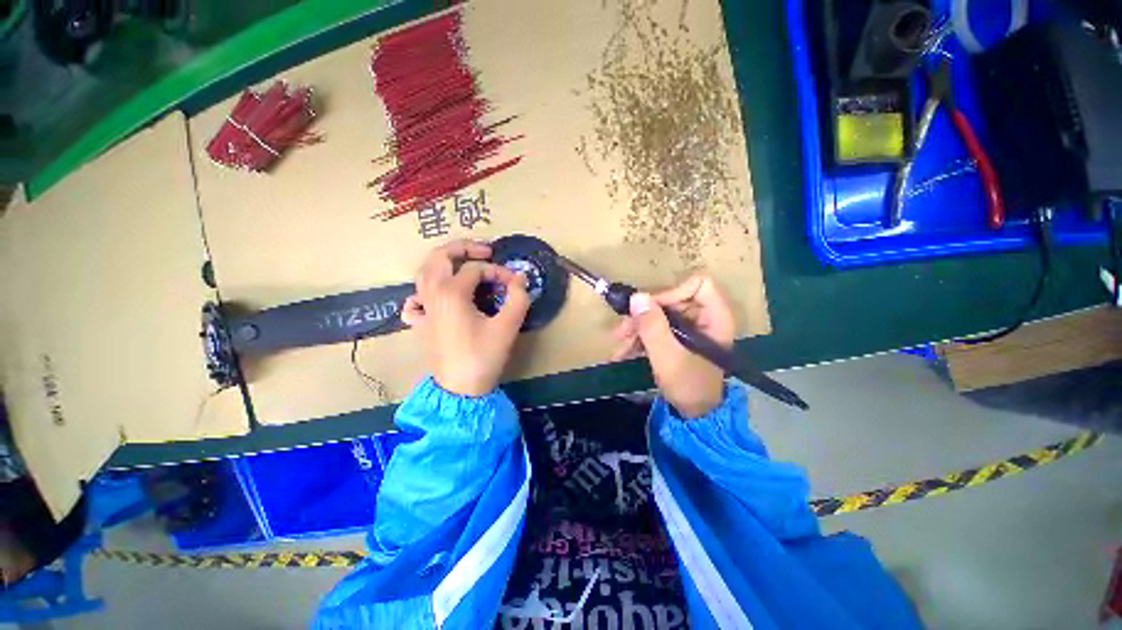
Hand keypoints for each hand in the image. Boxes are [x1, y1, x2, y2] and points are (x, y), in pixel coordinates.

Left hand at [401, 239, 530, 395]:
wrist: (460, 390)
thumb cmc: (483, 356)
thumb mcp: (507, 327)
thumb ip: (518, 298)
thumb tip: (521, 279)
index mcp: (451, 293)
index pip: (477, 269)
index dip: (499, 272)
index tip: (515, 284)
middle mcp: (432, 294)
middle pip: (440, 256)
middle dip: (463, 247)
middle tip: (485, 250)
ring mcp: (422, 309)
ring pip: (424, 272)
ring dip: (443, 262)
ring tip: (463, 264)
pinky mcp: (421, 324)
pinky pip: (415, 299)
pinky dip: (424, 291)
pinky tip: (436, 296)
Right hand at [611, 275, 734, 417]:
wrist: (695, 414)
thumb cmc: (688, 385)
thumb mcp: (667, 356)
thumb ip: (652, 326)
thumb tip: (636, 297)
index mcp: (714, 317)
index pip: (697, 285)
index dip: (671, 292)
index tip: (648, 309)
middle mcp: (704, 317)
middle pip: (671, 300)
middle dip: (643, 316)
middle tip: (621, 332)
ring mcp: (690, 328)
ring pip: (659, 314)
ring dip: (636, 329)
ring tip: (619, 347)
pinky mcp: (678, 338)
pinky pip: (657, 328)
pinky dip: (640, 338)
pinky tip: (624, 352)